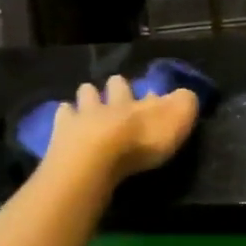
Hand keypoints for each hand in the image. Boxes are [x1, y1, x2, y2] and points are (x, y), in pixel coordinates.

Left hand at [44, 75, 199, 183]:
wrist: (94, 159)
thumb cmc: (141, 142)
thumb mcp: (177, 120)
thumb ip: (184, 104)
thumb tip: (186, 94)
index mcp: (138, 102)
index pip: (147, 94)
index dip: (150, 95)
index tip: (151, 96)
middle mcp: (111, 103)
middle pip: (112, 86)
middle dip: (113, 87)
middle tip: (114, 89)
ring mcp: (82, 115)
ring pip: (84, 96)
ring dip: (86, 98)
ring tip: (87, 103)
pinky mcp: (60, 132)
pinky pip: (61, 116)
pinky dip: (63, 117)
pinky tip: (62, 123)